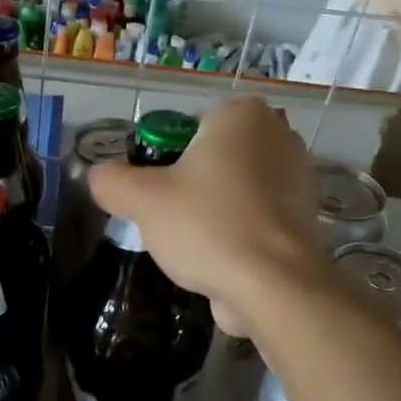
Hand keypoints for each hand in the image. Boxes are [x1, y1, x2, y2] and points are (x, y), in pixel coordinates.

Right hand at [88, 98, 323, 336]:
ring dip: (210, 208)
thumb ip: (112, 181)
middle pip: (209, 157)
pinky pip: (254, 213)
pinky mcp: (303, 214)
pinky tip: (220, 255)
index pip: (183, 127)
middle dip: (187, 184)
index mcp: (241, 115)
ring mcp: (297, 175)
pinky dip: (235, 228)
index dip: (159, 159)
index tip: (152, 193)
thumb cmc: (207, 226)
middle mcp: (277, 134)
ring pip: (231, 186)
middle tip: (168, 218)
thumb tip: (96, 176)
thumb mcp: (143, 200)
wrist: (273, 286)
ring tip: (192, 242)